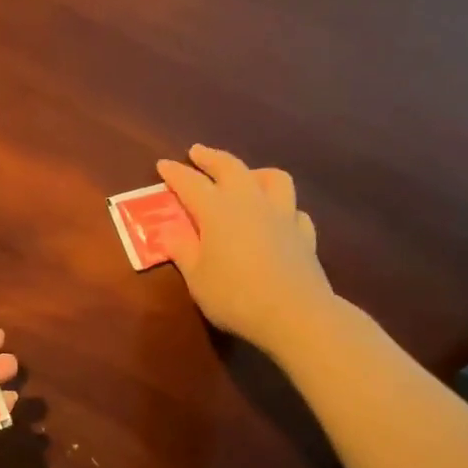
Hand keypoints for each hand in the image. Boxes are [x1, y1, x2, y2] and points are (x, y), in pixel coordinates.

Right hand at [156, 145, 335, 350]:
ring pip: (273, 179)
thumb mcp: (197, 277)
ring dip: (255, 172)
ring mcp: (282, 216)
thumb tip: (172, 232)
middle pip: (231, 168)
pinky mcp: (304, 235)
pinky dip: (282, 207)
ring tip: (246, 177)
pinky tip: (277, 217)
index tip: (163, 164)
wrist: (295, 315)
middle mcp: (250, 203)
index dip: (175, 173)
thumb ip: (183, 250)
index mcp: (217, 211)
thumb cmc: (235, 296)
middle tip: (198, 152)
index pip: (191, 183)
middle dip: (211, 157)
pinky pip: (293, 210)